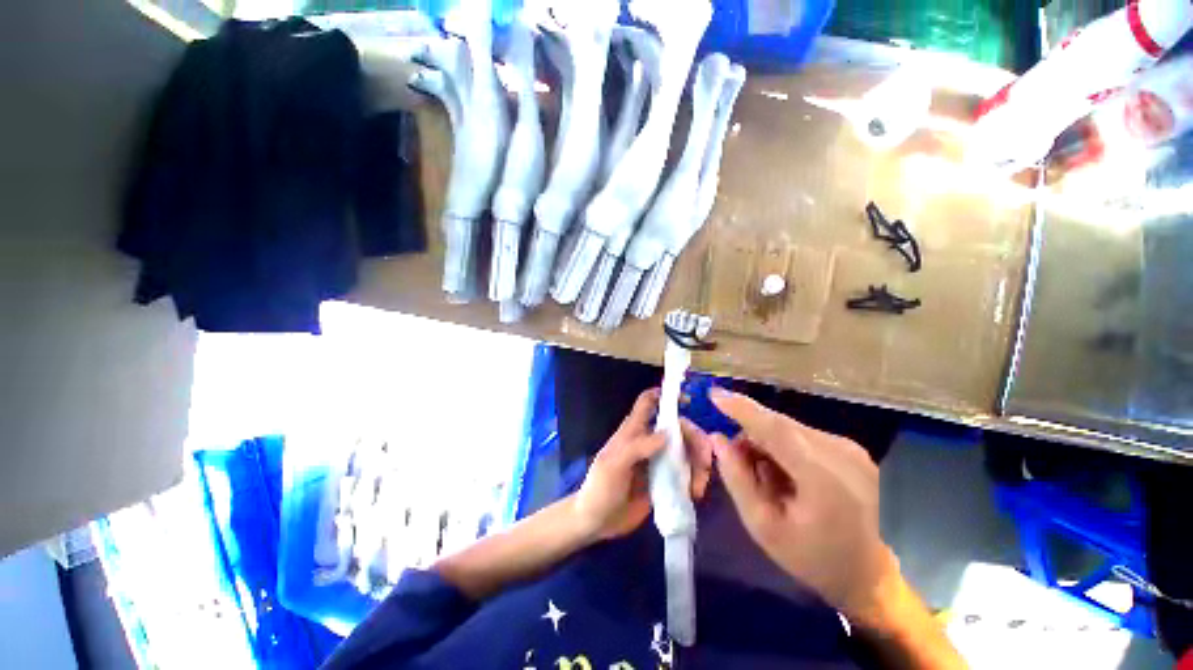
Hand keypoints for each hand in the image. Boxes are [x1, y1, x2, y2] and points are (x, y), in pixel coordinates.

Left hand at [573, 389, 713, 540]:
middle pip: (678, 428)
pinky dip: (696, 479)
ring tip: (699, 487)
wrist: (597, 522)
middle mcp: (649, 442)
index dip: (665, 395)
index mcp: (633, 431)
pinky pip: (686, 473)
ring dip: (699, 463)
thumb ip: (637, 447)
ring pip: (686, 450)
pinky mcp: (665, 482)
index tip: (687, 400)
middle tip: (705, 461)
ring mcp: (658, 462)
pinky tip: (695, 494)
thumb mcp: (613, 465)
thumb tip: (667, 434)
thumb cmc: (600, 488)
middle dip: (695, 438)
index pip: (648, 403)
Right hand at [708, 388, 899, 622]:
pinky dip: (785, 447)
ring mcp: (851, 449)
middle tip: (735, 458)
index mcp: (823, 478)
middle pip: (780, 425)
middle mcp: (841, 453)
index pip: (775, 428)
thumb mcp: (764, 527)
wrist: (872, 576)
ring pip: (790, 428)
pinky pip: (804, 435)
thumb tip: (717, 439)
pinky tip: (787, 475)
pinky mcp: (852, 449)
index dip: (741, 408)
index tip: (713, 394)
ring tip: (766, 477)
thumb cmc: (813, 558)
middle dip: (750, 432)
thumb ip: (737, 479)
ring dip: (767, 442)